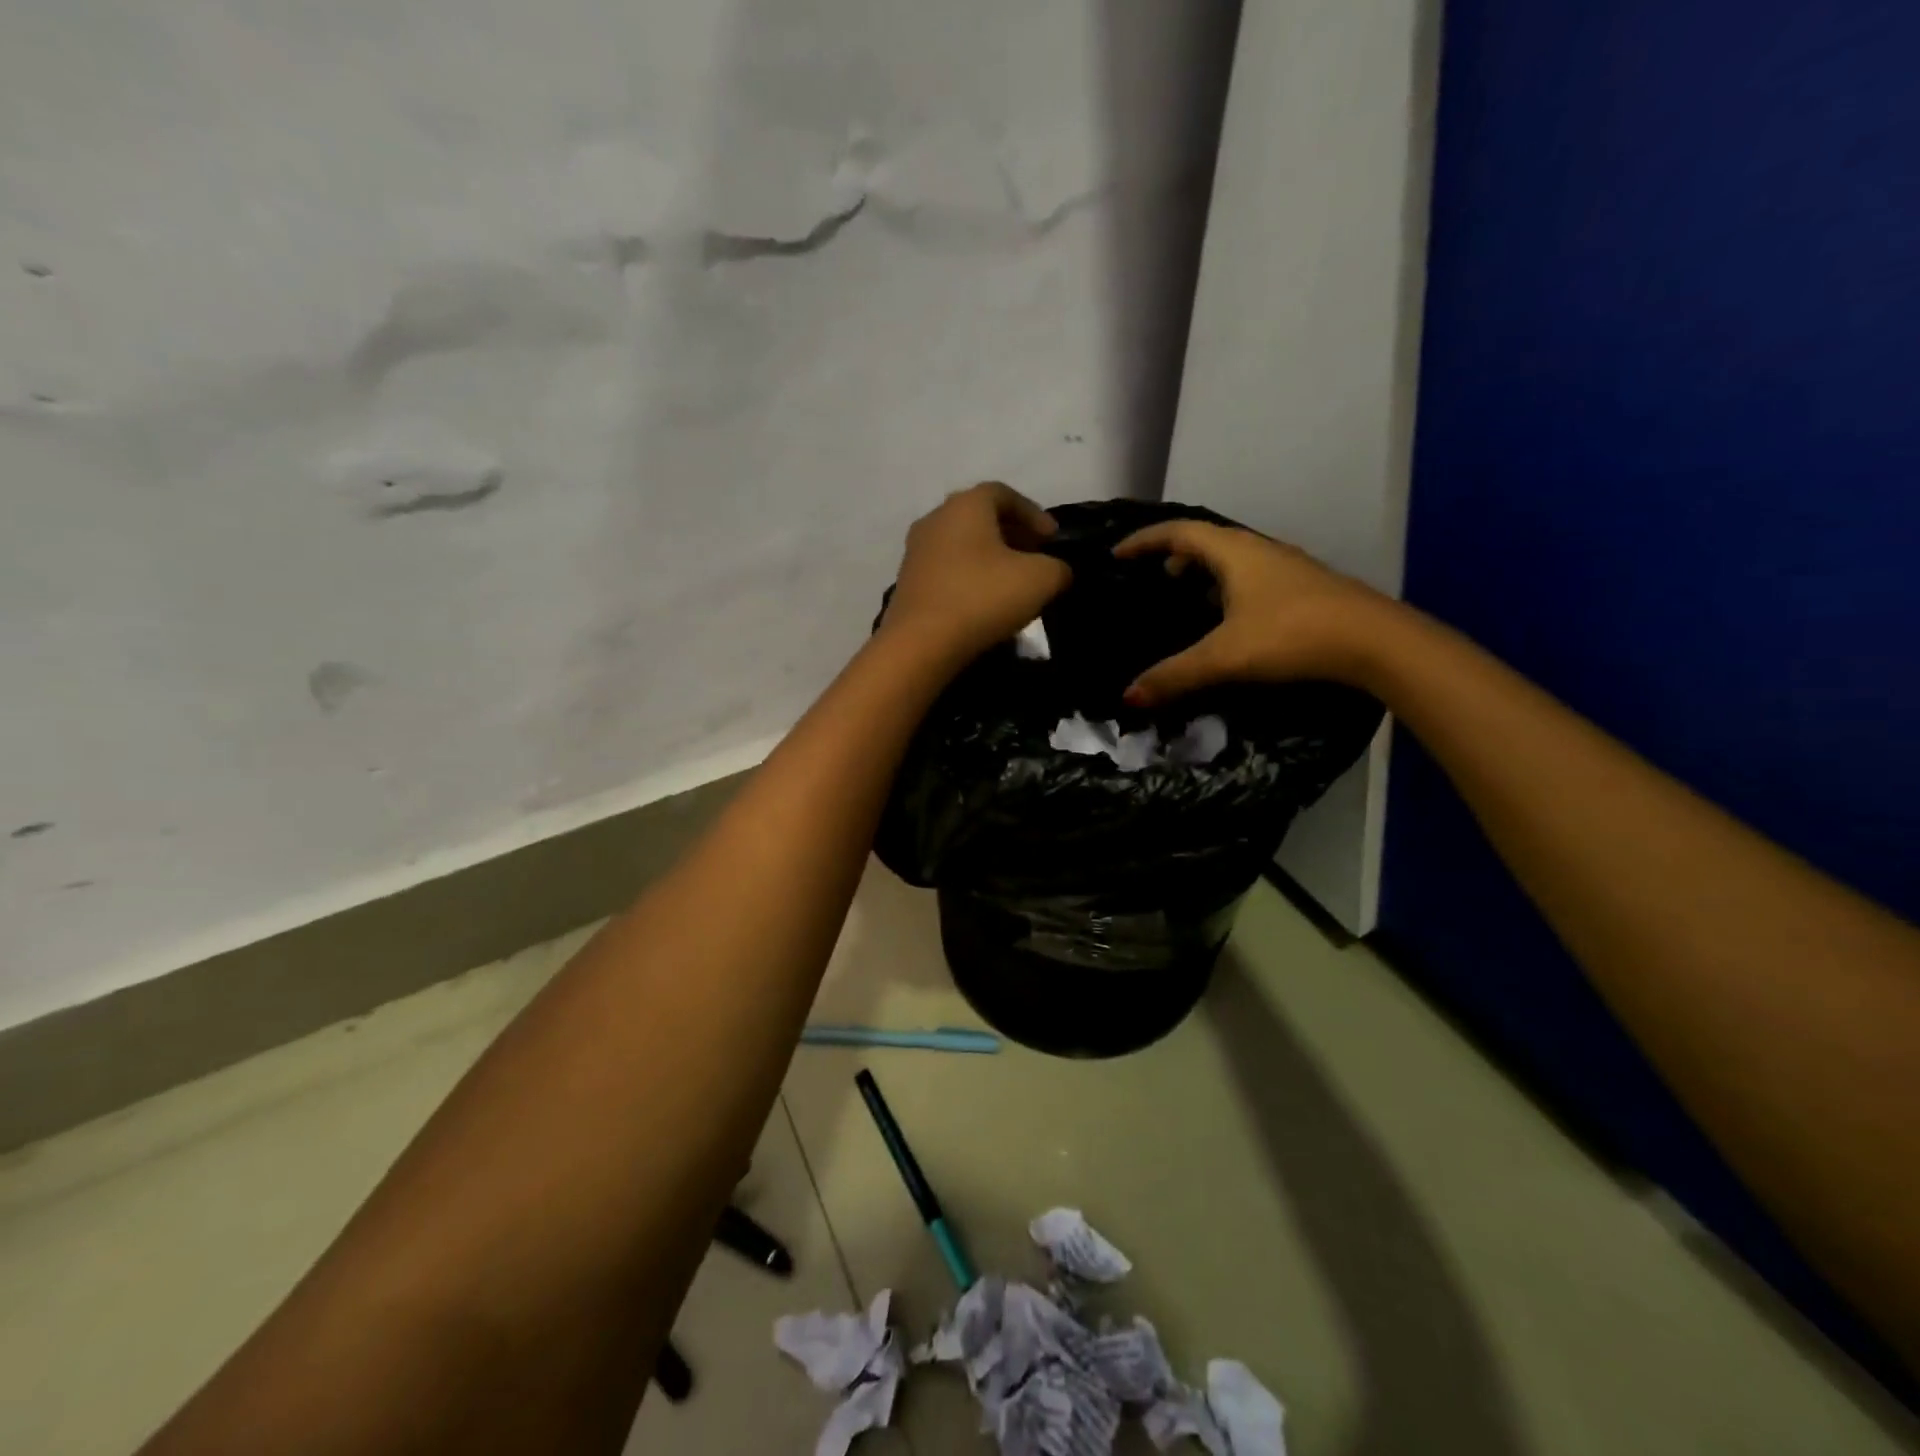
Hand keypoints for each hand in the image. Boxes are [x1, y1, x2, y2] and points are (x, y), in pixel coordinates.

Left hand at [882, 482, 1072, 662]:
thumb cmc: (982, 598)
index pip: (1005, 494)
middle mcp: (935, 518)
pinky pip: (946, 569)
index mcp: (966, 504)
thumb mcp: (1041, 580)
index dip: (1034, 514)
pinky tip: (983, 601)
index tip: (1053, 540)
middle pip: (980, 517)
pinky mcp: (907, 581)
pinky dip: (968, 577)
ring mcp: (916, 550)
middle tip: (1036, 558)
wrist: (920, 643)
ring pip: (961, 544)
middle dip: (1012, 534)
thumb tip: (1056, 570)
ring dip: (989, 558)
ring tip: (1012, 583)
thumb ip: (1058, 567)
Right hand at [1113, 520, 1396, 705]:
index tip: (1118, 555)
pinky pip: (1252, 576)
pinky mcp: (1303, 588)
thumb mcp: (1225, 658)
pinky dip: (1228, 587)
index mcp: (1234, 552)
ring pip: (1233, 559)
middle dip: (1174, 555)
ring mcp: (1286, 568)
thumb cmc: (1292, 635)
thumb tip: (1128, 696)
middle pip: (1207, 540)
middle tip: (1153, 578)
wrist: (1374, 642)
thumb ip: (1174, 675)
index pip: (1178, 533)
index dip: (1144, 541)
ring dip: (1204, 571)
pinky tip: (1229, 618)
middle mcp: (1259, 550)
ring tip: (1185, 595)